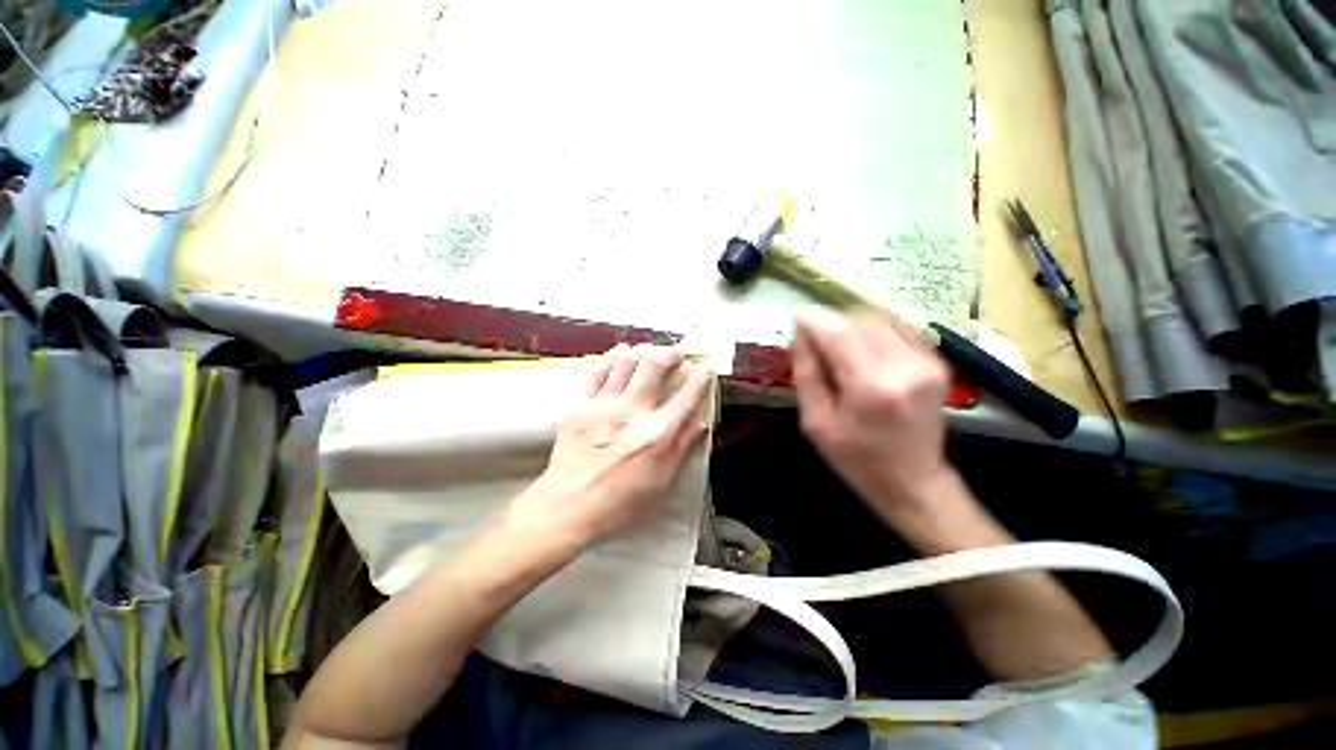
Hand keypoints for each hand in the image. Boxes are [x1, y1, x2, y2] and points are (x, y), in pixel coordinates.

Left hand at [507, 345, 712, 549]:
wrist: (568, 505)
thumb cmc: (618, 501)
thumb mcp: (661, 481)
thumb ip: (682, 447)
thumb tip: (701, 424)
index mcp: (656, 434)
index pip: (685, 397)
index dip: (699, 379)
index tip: (705, 370)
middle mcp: (632, 412)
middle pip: (653, 366)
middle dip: (669, 353)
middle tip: (677, 354)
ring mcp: (604, 405)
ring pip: (625, 362)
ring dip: (641, 351)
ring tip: (650, 350)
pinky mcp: (581, 405)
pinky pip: (597, 372)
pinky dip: (611, 358)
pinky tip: (619, 354)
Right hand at [791, 307, 953, 519]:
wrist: (913, 482)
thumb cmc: (856, 458)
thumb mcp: (816, 422)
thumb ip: (807, 373)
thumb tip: (801, 333)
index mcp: (871, 387)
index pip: (838, 332)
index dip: (814, 320)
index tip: (797, 320)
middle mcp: (906, 367)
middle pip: (860, 319)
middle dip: (832, 324)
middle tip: (817, 344)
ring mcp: (928, 362)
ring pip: (879, 319)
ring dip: (852, 327)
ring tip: (839, 351)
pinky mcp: (937, 362)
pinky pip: (897, 329)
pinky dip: (873, 333)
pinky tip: (863, 355)